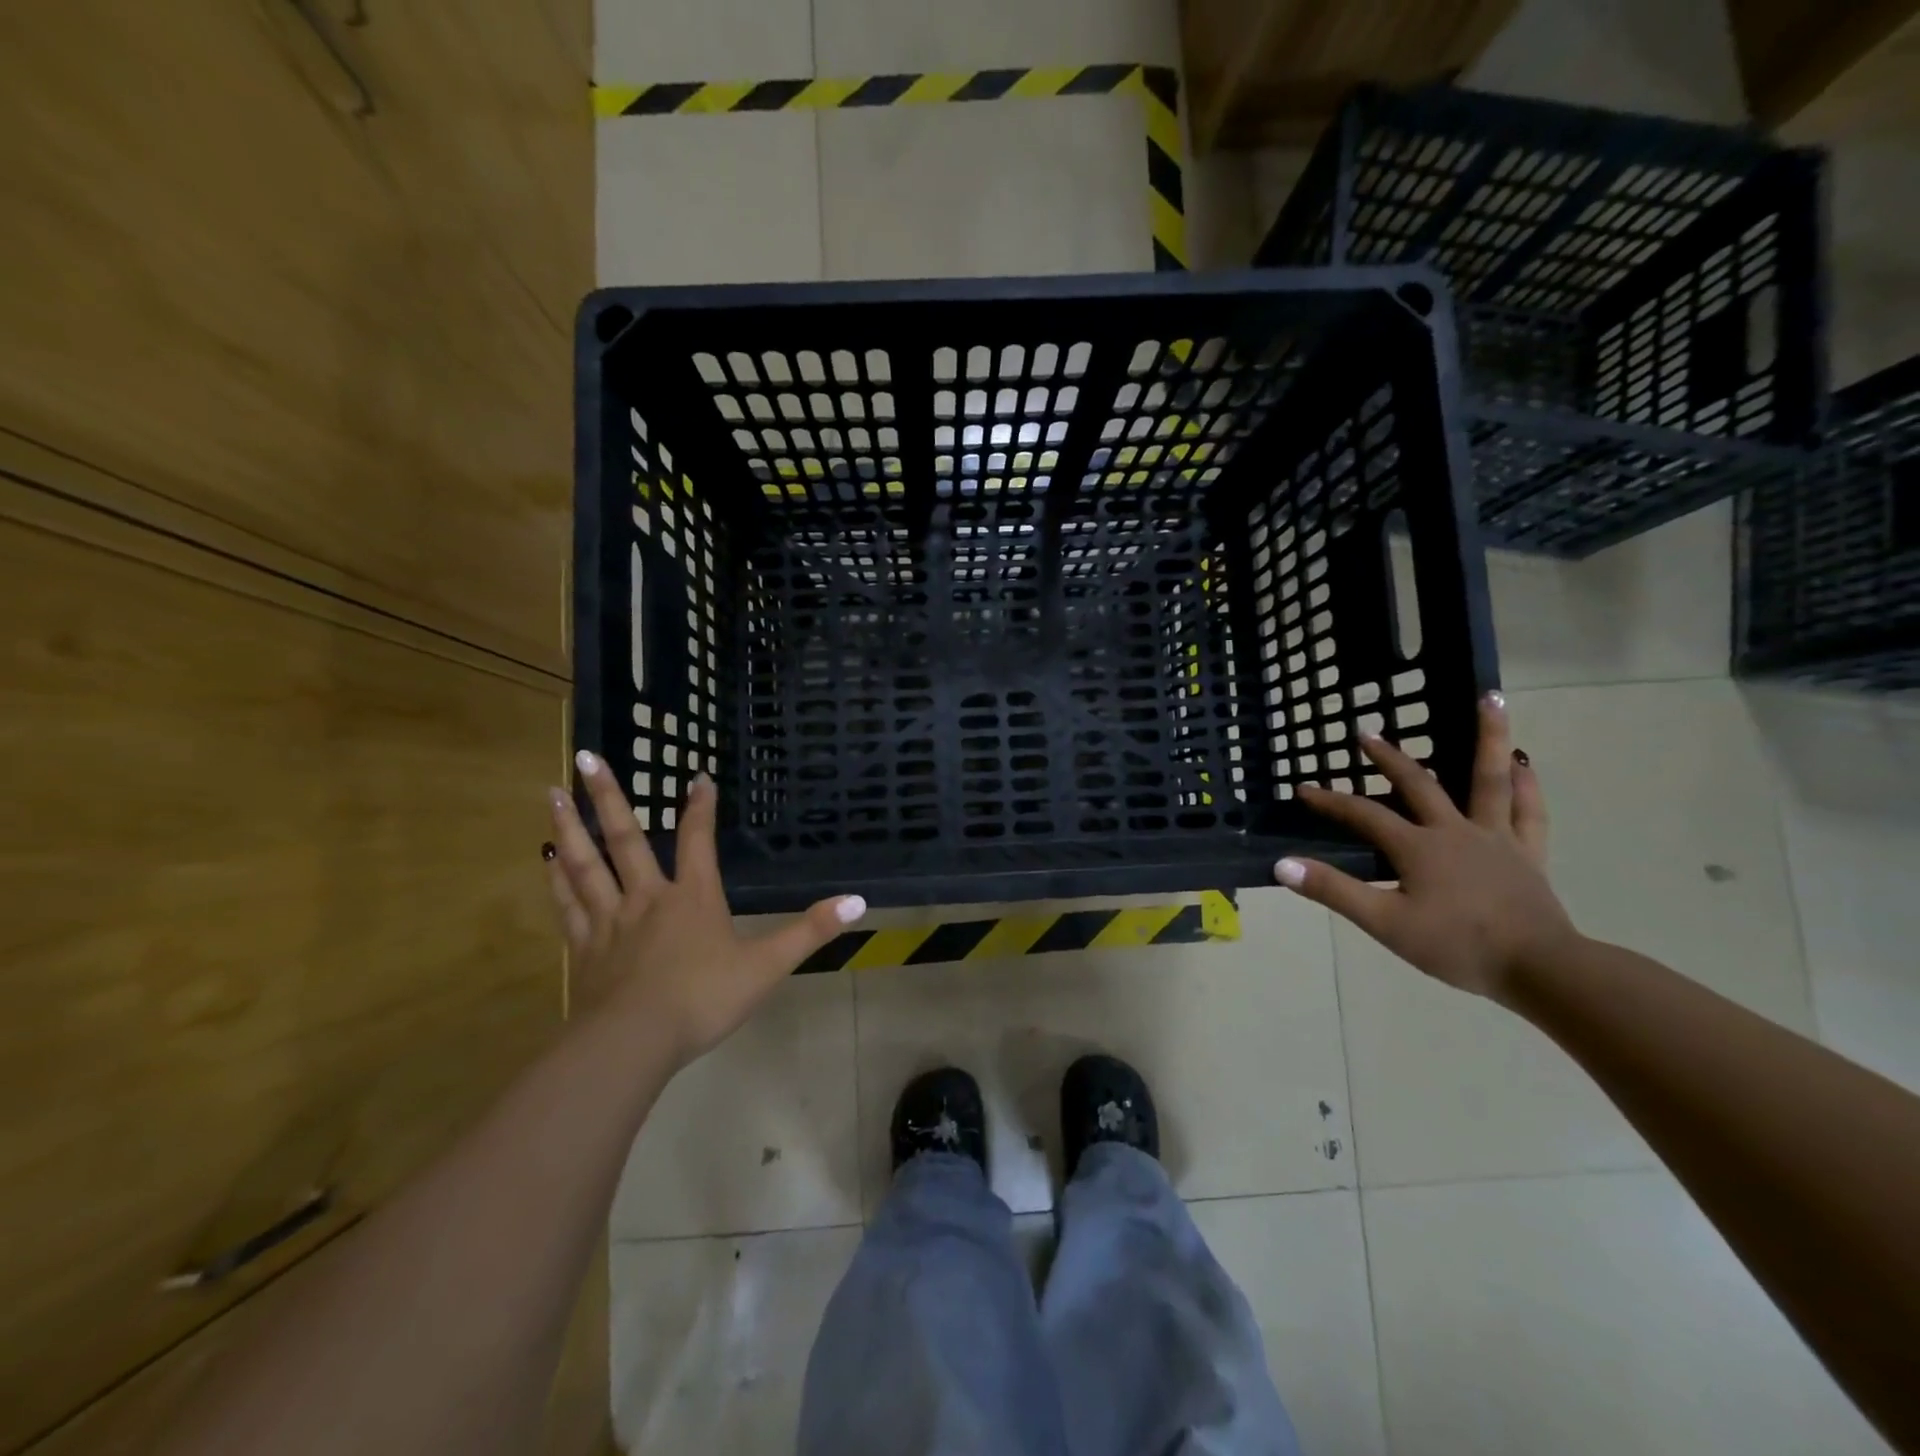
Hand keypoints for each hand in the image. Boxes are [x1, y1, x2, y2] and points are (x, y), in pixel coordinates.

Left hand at [544, 750, 865, 1069]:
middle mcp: (647, 898)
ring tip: (552, 793)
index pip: (698, 840)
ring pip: (585, 864)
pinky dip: (556, 881)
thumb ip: (811, 931)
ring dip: (570, 827)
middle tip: (587, 758)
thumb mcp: (767, 966)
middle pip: (625, 839)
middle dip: (609, 797)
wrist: (634, 1043)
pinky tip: (545, 861)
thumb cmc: (704, 999)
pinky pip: (568, 905)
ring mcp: (609, 922)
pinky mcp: (583, 949)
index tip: (695, 775)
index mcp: (693, 897)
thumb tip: (860, 901)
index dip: (700, 807)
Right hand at [1274, 693, 1576, 999]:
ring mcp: (1495, 838)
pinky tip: (1525, 765)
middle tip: (1368, 733)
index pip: (1363, 814)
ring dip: (1489, 737)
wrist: (1539, 969)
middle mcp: (1455, 830)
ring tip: (1490, 698)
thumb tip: (1282, 864)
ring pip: (1490, 779)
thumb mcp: (1385, 922)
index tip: (1303, 789)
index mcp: (1418, 846)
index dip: (1330, 800)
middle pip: (1418, 784)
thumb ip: (1334, 890)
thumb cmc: (1458, 945)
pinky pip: (1528, 811)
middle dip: (1389, 757)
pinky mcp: (1527, 854)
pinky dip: (1527, 785)